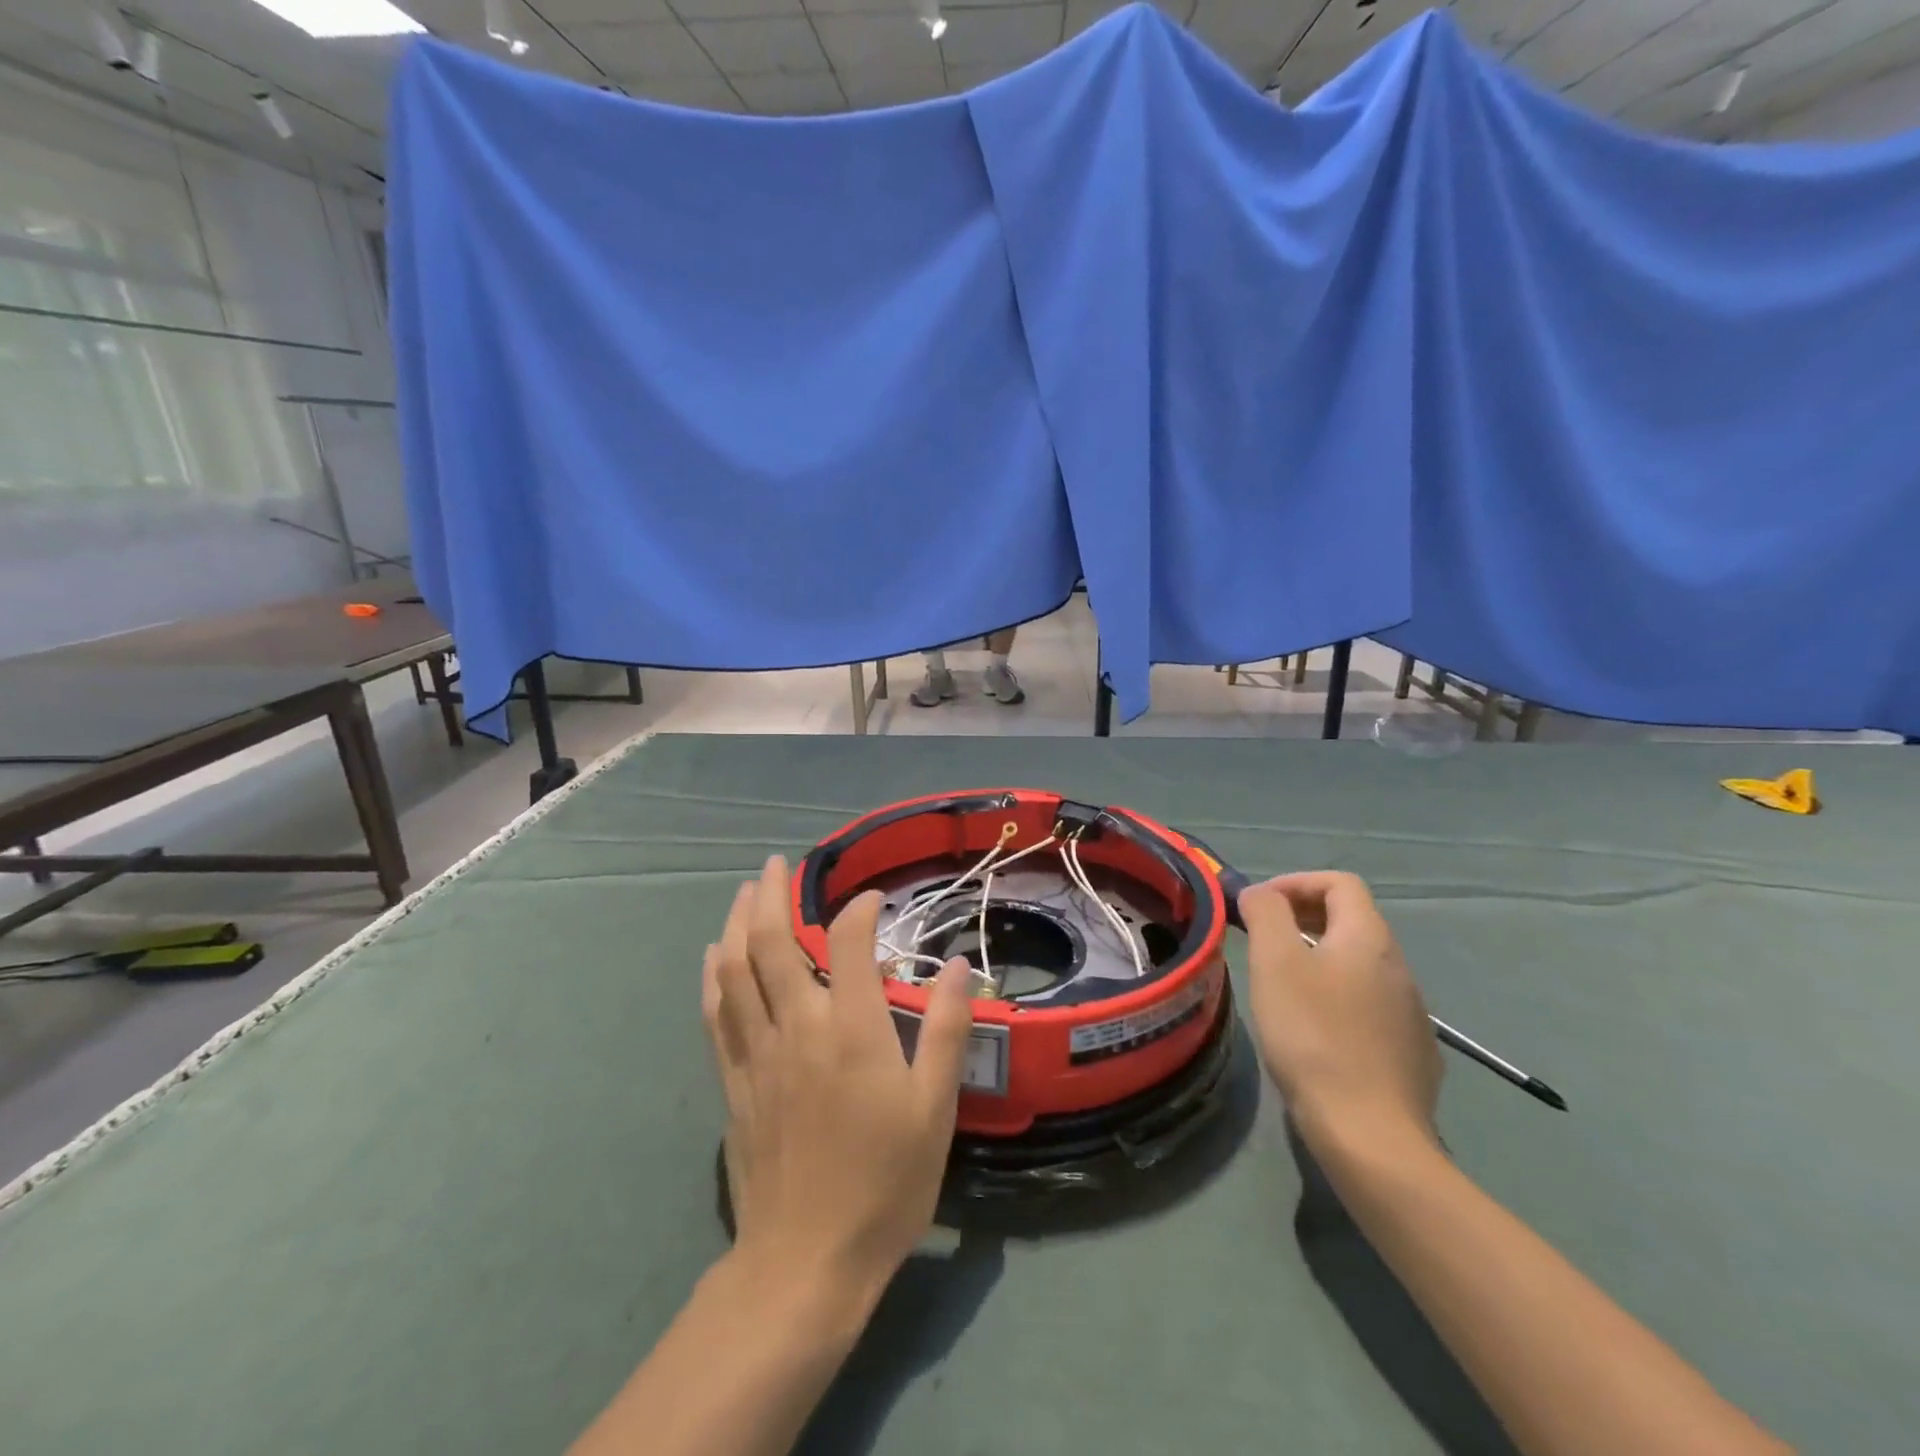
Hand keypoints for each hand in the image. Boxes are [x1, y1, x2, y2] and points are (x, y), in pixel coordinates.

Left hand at [702, 857, 974, 1305]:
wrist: (806, 1262)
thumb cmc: (884, 1183)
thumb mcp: (934, 1109)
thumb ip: (945, 1030)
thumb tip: (957, 967)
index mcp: (851, 1030)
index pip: (849, 943)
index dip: (860, 910)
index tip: (874, 900)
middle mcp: (798, 1027)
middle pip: (772, 943)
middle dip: (772, 895)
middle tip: (776, 864)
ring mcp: (758, 1053)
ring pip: (736, 970)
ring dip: (737, 923)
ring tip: (743, 892)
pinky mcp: (734, 1081)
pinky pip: (716, 1013)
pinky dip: (714, 976)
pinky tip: (714, 957)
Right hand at [1237, 871, 1442, 1151]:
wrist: (1369, 1133)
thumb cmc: (1313, 1036)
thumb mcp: (1275, 963)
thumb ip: (1266, 914)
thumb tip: (1260, 893)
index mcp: (1369, 937)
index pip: (1340, 882)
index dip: (1295, 882)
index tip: (1259, 906)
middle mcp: (1399, 966)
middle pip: (1352, 919)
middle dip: (1304, 918)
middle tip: (1264, 939)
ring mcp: (1411, 1011)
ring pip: (1361, 963)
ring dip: (1321, 958)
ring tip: (1283, 984)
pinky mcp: (1412, 1050)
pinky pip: (1371, 1003)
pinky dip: (1339, 996)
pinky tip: (1317, 1030)